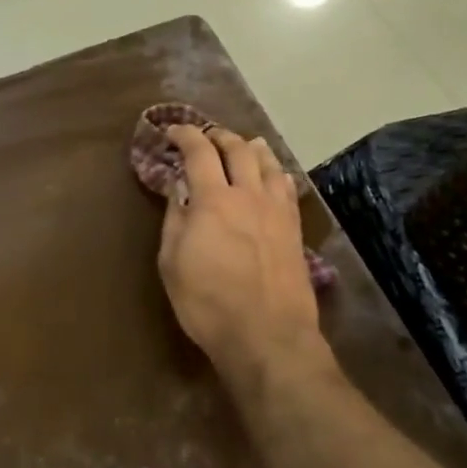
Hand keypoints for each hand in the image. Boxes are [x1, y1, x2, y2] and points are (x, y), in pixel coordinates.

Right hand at [157, 127, 326, 384]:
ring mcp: (277, 211)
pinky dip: (276, 172)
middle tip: (205, 136)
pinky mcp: (295, 230)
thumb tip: (179, 188)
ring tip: (244, 144)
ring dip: (252, 148)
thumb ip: (175, 218)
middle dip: (219, 136)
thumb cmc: (207, 302)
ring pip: (268, 163)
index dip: (185, 135)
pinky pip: (288, 187)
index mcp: (213, 200)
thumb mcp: (172, 262)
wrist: (266, 336)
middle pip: (238, 149)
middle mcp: (248, 195)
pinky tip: (274, 175)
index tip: (172, 131)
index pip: (199, 152)